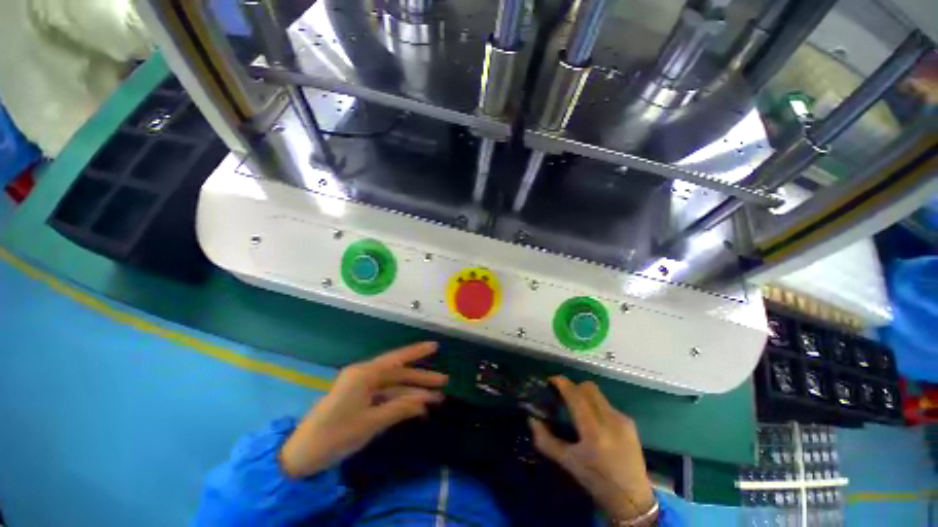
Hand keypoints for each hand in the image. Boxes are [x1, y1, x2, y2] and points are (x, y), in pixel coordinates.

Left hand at [280, 342, 447, 478]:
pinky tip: (416, 409)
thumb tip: (424, 401)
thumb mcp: (371, 423)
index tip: (435, 346)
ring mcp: (361, 388)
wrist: (302, 456)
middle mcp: (364, 376)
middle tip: (443, 382)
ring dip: (413, 392)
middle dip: (421, 378)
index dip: (417, 352)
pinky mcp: (359, 400)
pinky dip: (400, 402)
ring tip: (436, 399)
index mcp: (364, 374)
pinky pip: (385, 397)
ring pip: (394, 386)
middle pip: (398, 373)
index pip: (396, 359)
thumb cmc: (335, 435)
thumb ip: (399, 408)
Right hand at [528, 377, 655, 522]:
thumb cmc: (596, 481)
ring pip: (598, 394)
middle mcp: (610, 420)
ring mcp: (622, 420)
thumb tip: (531, 419)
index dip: (562, 383)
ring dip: (584, 395)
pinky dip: (596, 405)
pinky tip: (594, 422)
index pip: (575, 395)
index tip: (550, 380)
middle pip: (588, 387)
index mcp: (593, 431)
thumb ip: (546, 440)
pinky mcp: (630, 423)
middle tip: (563, 396)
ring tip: (578, 410)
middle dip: (573, 387)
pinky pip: (607, 404)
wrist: (633, 500)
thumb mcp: (568, 463)